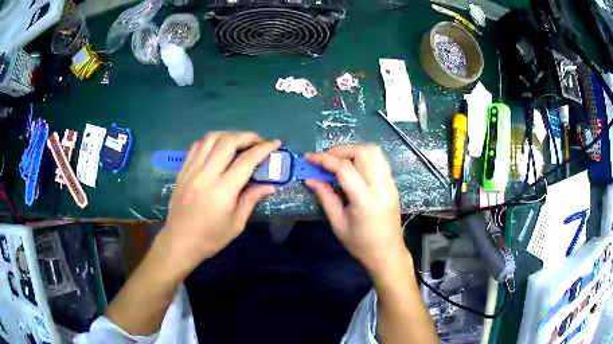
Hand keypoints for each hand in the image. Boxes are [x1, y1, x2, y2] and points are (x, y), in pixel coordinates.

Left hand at [158, 132, 280, 271]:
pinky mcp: (183, 170)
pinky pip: (197, 146)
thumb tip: (270, 185)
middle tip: (258, 142)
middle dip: (247, 136)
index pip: (246, 160)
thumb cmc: (211, 238)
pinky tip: (218, 149)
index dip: (264, 148)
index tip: (275, 143)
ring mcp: (192, 170)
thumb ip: (252, 199)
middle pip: (228, 141)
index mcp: (223, 191)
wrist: (180, 242)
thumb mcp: (237, 224)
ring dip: (229, 135)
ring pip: (211, 138)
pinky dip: (211, 142)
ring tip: (239, 143)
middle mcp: (206, 174)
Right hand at [304, 145, 406, 274]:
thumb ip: (325, 197)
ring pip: (374, 152)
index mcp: (365, 199)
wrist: (387, 253)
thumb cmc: (360, 244)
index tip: (309, 158)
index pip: (344, 168)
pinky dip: (364, 157)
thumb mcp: (338, 223)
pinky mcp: (393, 184)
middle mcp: (381, 186)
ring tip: (338, 160)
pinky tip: (354, 167)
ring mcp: (390, 184)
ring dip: (354, 150)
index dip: (324, 159)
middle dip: (340, 150)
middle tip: (325, 159)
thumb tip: (309, 178)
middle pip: (363, 152)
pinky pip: (380, 160)